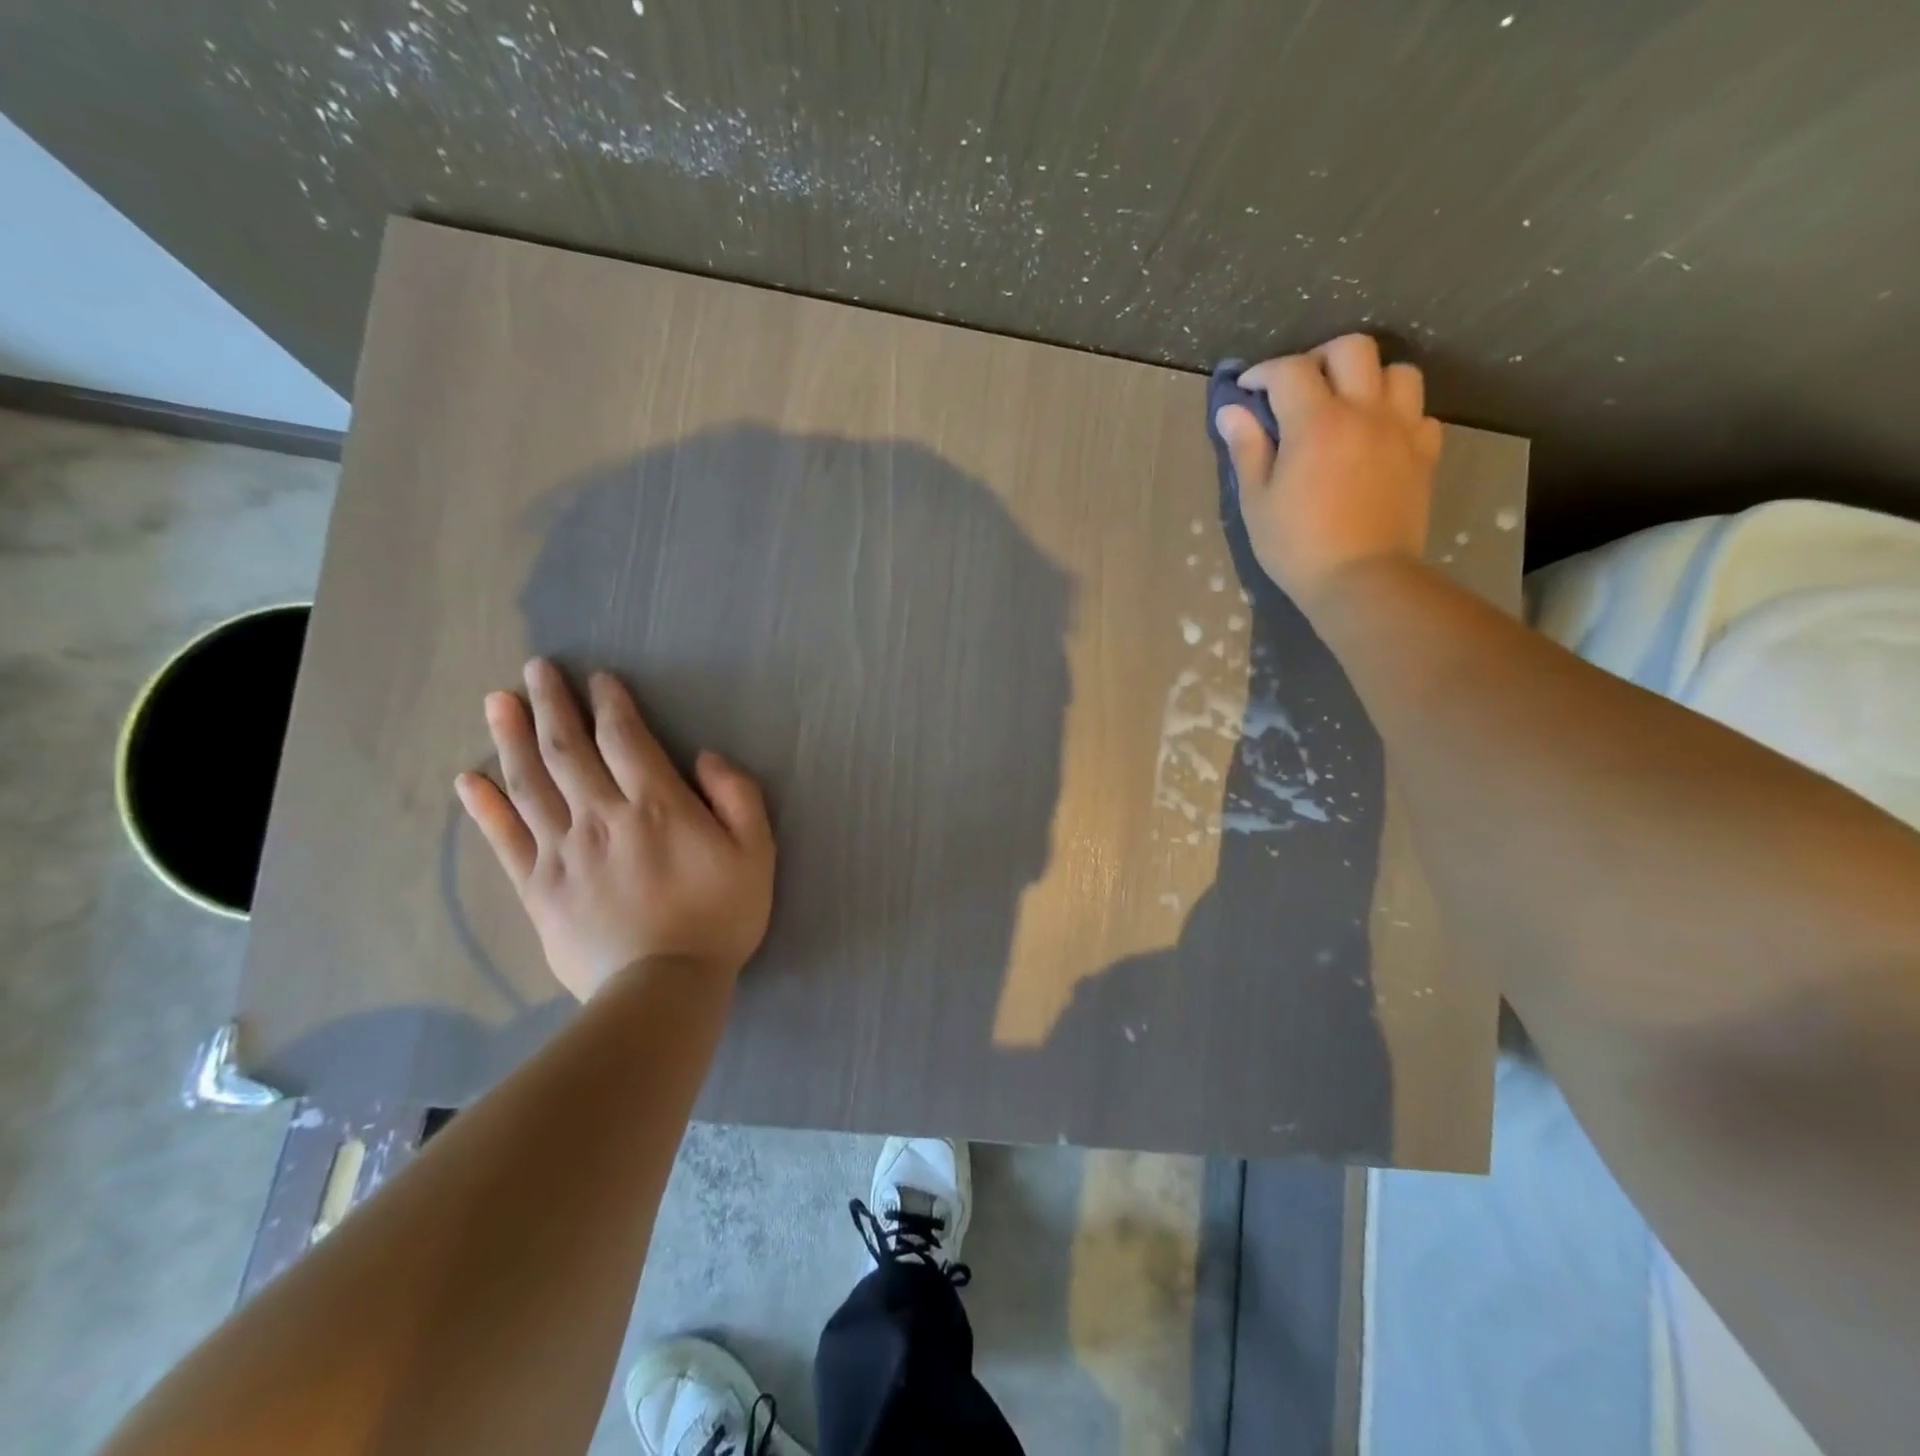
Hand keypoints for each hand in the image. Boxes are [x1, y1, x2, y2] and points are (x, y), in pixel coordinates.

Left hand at [454, 659, 774, 1000]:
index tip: (599, 679)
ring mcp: (563, 851)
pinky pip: (505, 839)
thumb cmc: (719, 916)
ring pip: (531, 783)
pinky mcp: (538, 887)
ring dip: (512, 737)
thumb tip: (705, 757)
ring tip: (496, 701)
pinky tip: (468, 779)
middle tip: (535, 669)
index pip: (625, 739)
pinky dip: (485, 807)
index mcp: (656, 806)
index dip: (611, 704)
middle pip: (568, 750)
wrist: (664, 988)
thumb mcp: (756, 852)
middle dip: (552, 704)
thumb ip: (738, 796)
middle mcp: (601, 817)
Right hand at [1215, 333, 1442, 611]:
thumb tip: (1232, 411)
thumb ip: (1247, 449)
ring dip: (1368, 378)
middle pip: (1352, 349)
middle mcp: (1364, 411)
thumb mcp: (1257, 501)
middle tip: (1300, 387)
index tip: (1247, 389)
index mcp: (1316, 422)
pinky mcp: (1425, 454)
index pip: (1290, 371)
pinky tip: (1378, 438)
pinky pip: (1420, 413)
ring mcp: (1401, 430)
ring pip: (1397, 372)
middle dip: (1320, 358)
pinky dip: (1398, 414)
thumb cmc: (1297, 546)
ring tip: (1348, 405)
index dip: (1263, 373)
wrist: (1362, 580)